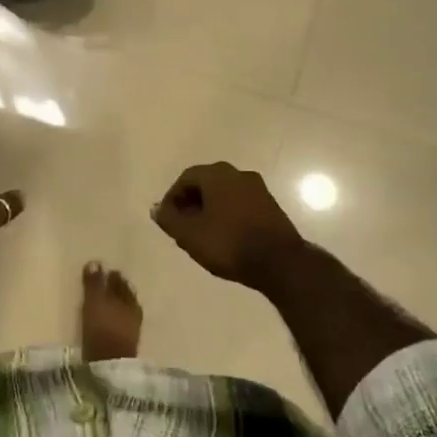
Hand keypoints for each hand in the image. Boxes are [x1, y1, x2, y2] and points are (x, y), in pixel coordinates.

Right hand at [151, 162, 304, 289]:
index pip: (186, 178)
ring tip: (202, 234)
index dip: (172, 197)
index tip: (168, 219)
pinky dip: (228, 215)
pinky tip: (224, 236)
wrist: (279, 262)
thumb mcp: (189, 234)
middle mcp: (239, 174)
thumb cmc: (228, 243)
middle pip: (206, 183)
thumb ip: (169, 219)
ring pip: (224, 194)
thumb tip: (157, 209)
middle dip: (191, 203)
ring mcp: (258, 189)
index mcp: (217, 174)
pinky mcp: (271, 206)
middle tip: (183, 226)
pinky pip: (240, 204)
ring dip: (210, 209)